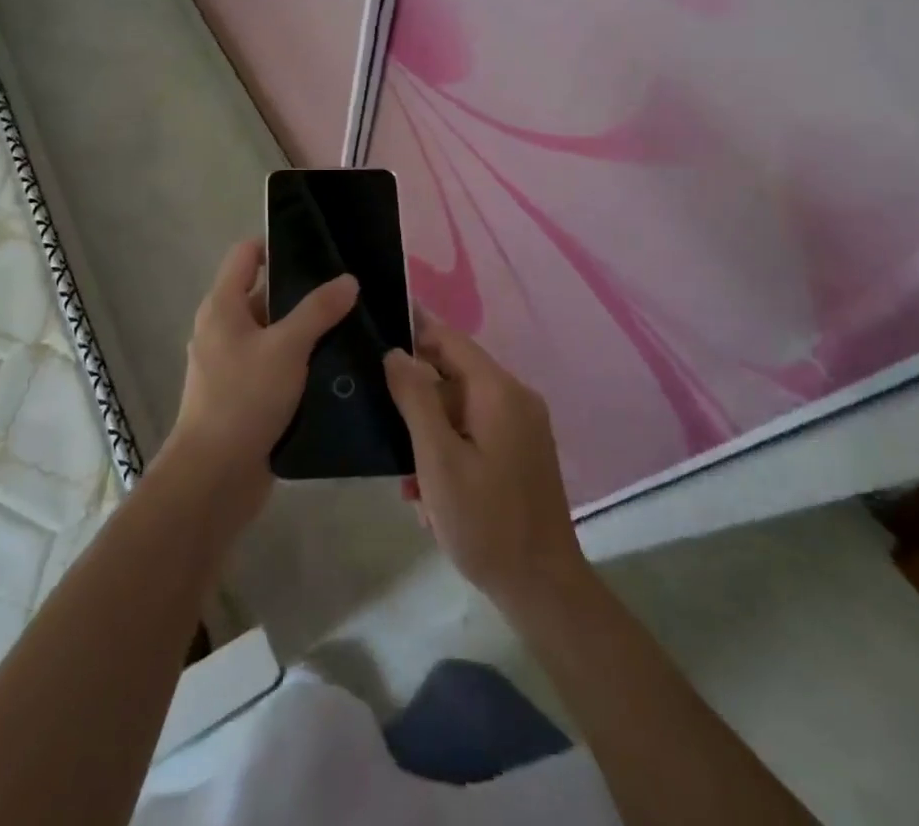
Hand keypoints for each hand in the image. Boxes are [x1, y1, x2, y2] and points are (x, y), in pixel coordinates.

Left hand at [162, 238, 357, 523]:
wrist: (214, 476)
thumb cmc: (244, 398)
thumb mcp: (287, 347)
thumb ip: (318, 310)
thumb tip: (348, 279)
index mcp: (222, 305)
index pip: (247, 254)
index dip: (278, 244)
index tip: (320, 249)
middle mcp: (223, 328)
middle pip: (264, 293)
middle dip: (303, 291)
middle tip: (348, 290)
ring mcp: (233, 363)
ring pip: (274, 332)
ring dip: (306, 329)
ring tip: (351, 325)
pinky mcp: (245, 394)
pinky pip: (275, 365)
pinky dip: (300, 361)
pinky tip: (335, 366)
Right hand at [383, 315, 587, 617]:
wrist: (543, 589)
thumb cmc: (485, 522)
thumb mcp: (438, 459)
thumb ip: (415, 398)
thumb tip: (395, 351)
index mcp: (498, 390)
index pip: (449, 339)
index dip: (413, 329)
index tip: (375, 329)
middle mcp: (515, 397)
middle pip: (454, 372)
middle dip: (416, 395)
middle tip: (381, 419)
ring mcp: (522, 425)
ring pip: (460, 406)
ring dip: (429, 430)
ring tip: (407, 476)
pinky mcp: (521, 450)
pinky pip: (475, 430)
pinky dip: (449, 447)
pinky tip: (430, 490)